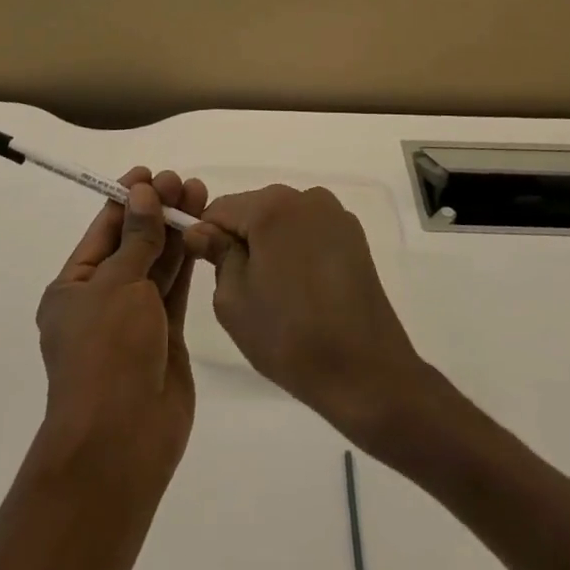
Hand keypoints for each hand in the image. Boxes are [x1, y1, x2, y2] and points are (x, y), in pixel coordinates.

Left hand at [35, 168, 208, 486]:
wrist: (121, 441)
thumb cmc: (107, 353)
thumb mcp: (118, 285)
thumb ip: (137, 238)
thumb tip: (142, 192)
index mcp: (74, 287)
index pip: (103, 231)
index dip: (127, 199)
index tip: (151, 173)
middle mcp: (102, 300)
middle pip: (133, 244)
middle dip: (156, 212)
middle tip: (183, 182)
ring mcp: (135, 321)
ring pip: (158, 265)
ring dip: (175, 232)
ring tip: (199, 195)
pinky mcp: (164, 338)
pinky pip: (175, 291)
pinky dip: (188, 262)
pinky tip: (203, 233)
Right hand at [183, 185, 426, 444]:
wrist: (366, 372)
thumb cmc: (289, 336)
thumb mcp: (233, 299)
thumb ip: (216, 255)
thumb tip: (203, 231)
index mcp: (272, 207)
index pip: (221, 208)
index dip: (205, 235)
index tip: (205, 268)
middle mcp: (306, 198)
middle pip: (254, 209)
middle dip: (241, 239)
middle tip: (242, 289)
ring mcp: (335, 214)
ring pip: (283, 220)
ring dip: (270, 244)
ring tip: (277, 292)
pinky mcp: (354, 236)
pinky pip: (309, 232)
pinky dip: (298, 250)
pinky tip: (304, 289)